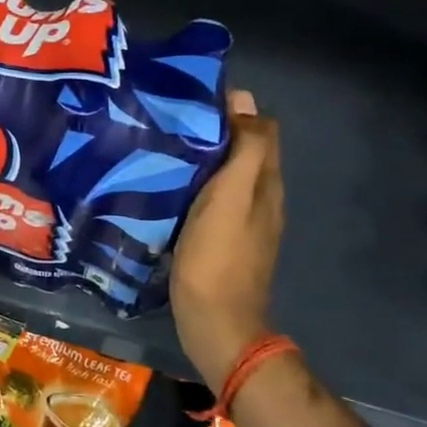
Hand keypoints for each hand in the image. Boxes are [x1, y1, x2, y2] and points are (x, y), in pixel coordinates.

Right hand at [171, 90, 284, 389]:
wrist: (216, 325)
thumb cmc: (218, 259)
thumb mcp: (230, 198)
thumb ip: (244, 150)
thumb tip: (245, 100)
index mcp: (265, 183)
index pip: (260, 128)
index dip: (233, 109)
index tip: (191, 100)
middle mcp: (260, 198)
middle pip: (241, 151)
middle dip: (212, 131)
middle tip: (168, 122)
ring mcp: (241, 222)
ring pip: (224, 176)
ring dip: (201, 160)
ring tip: (162, 149)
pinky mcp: (221, 240)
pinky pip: (211, 200)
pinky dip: (194, 188)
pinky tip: (167, 190)